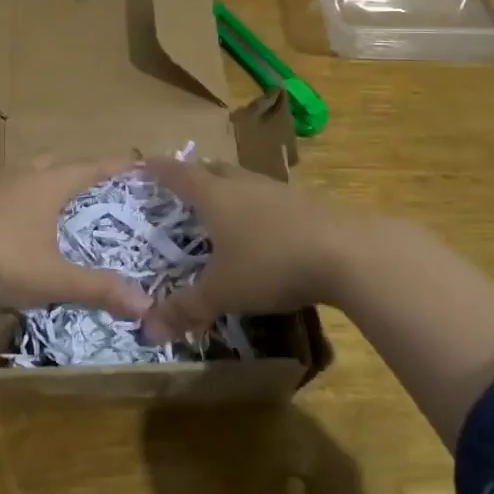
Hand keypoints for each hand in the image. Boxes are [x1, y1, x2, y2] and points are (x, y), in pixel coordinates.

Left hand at [0, 155, 151, 320]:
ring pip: (20, 170)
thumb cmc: (1, 261)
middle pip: (53, 160)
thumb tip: (146, 306)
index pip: (90, 168)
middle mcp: (19, 174)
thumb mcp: (54, 280)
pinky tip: (3, 219)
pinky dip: (8, 196)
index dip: (114, 164)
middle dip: (73, 168)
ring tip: (46, 198)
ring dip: (37, 178)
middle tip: (88, 182)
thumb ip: (98, 289)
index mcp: (47, 185)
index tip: (135, 158)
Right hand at [138, 157, 359, 344]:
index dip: (159, 169)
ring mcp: (280, 191)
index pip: (179, 174)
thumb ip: (186, 308)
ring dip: (230, 190)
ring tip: (223, 207)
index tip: (144, 163)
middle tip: (184, 185)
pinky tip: (266, 230)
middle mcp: (244, 184)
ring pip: (246, 182)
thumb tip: (146, 331)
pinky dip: (259, 208)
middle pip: (214, 169)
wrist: (348, 252)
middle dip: (196, 174)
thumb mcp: (223, 291)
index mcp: (215, 196)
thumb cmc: (271, 263)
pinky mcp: (309, 204)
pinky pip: (272, 198)